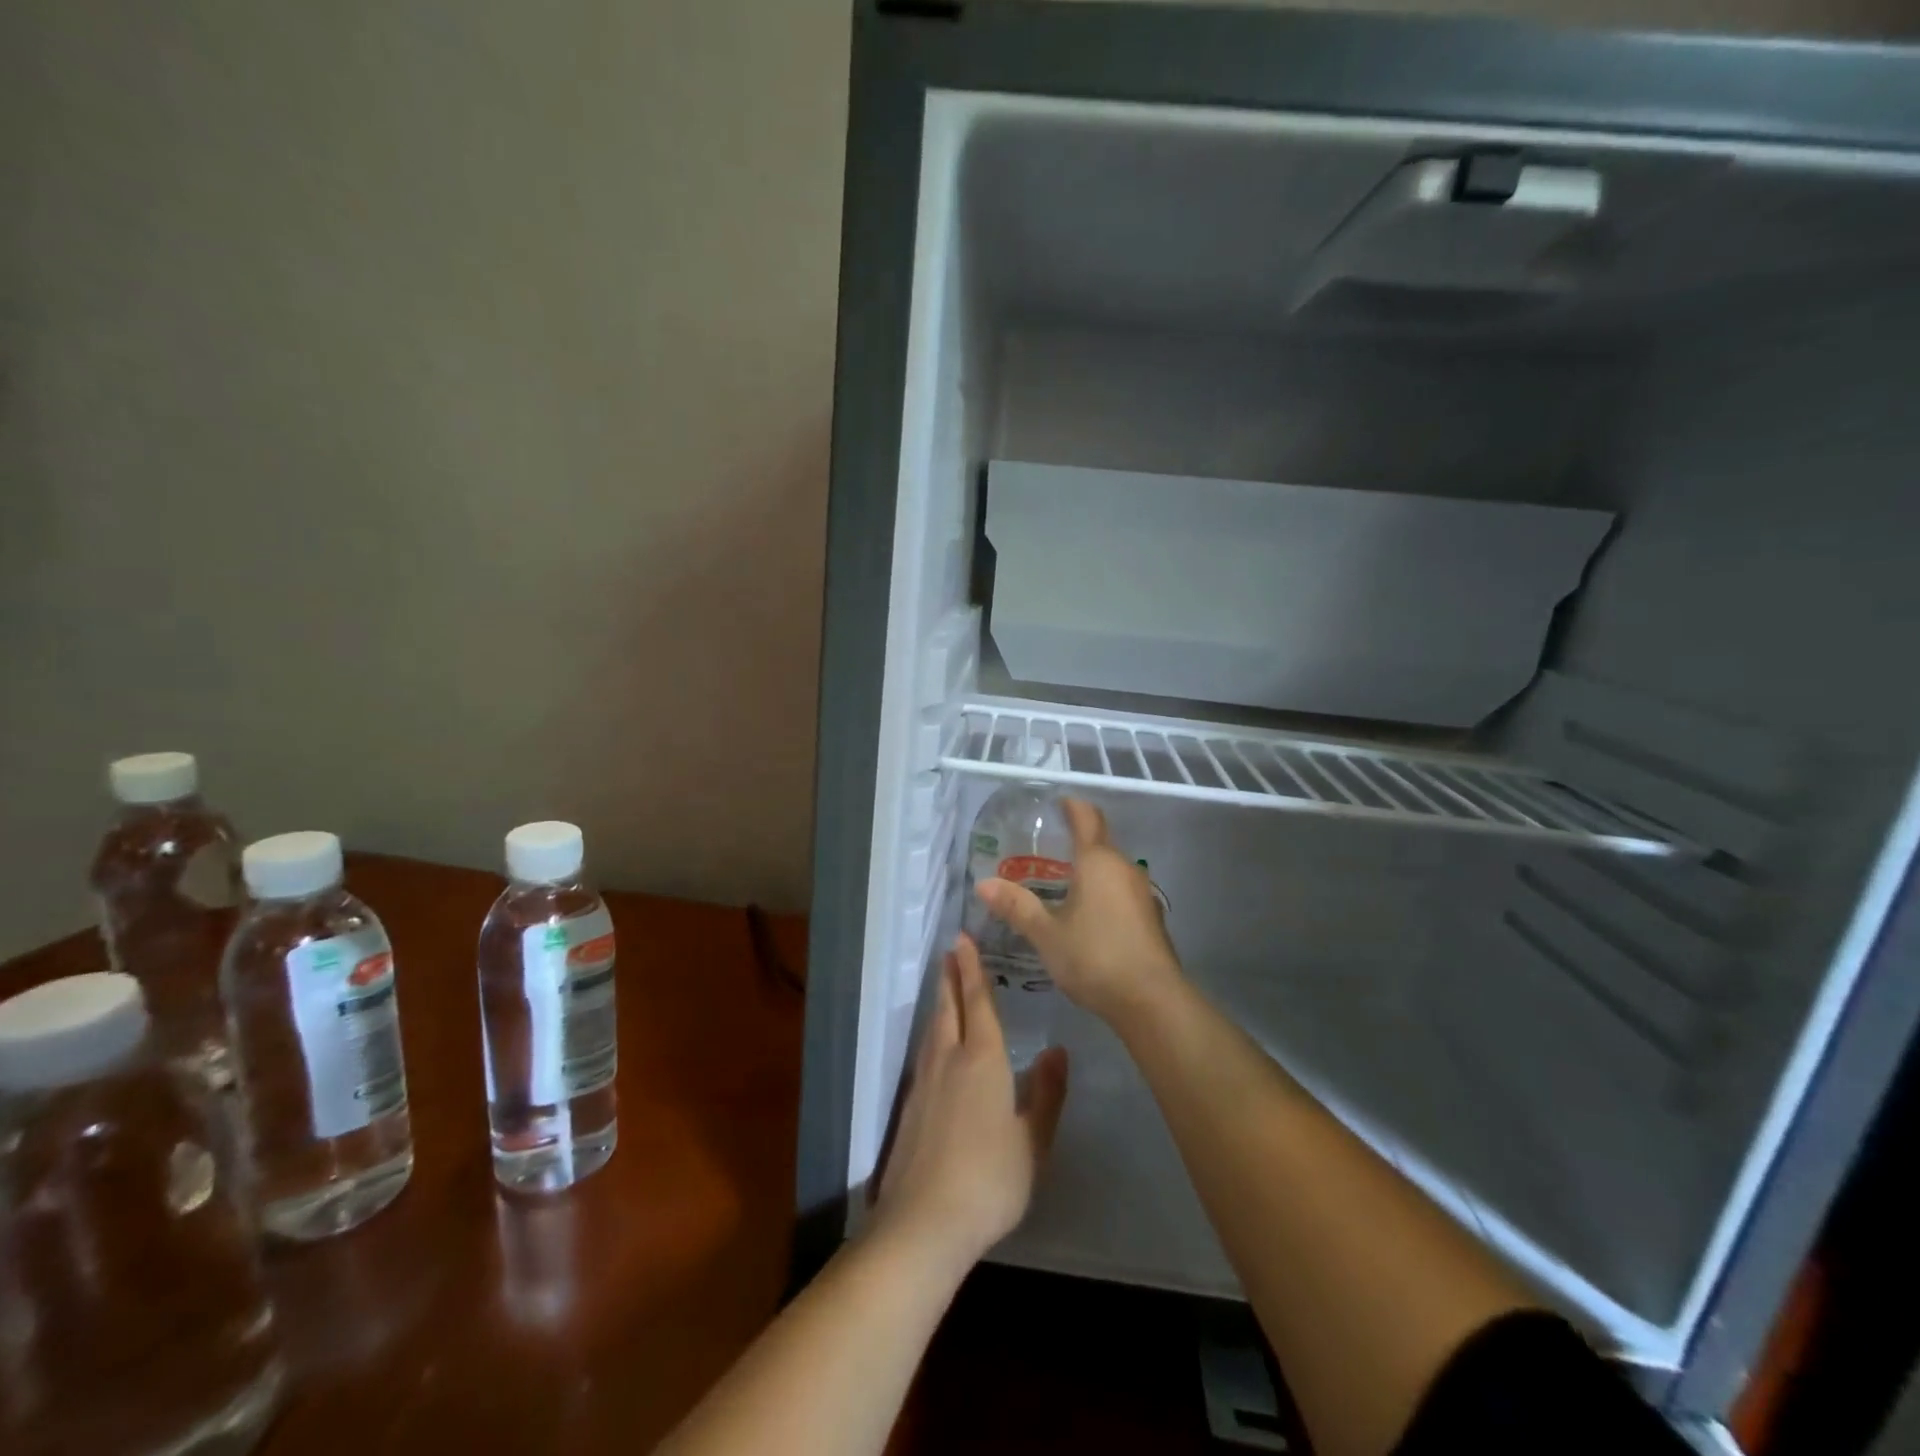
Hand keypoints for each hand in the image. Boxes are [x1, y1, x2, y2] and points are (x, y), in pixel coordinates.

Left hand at [873, 935, 1068, 1269]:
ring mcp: (924, 1082)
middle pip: (949, 1008)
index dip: (972, 970)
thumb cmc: (990, 1180)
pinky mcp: (910, 1105)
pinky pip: (924, 1051)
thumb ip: (1045, 1094)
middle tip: (950, 950)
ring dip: (940, 1001)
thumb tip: (1057, 1051)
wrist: (924, 1221)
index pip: (977, 1003)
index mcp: (982, 1060)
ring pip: (933, 1028)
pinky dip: (932, 1032)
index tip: (963, 940)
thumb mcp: (1033, 1142)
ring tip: (944, 986)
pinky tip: (935, 1043)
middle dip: (951, 976)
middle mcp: (949, 1060)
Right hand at [976, 798, 1182, 1025]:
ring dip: (1090, 869)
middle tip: (1046, 849)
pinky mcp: (1150, 918)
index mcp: (1098, 861)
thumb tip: (983, 884)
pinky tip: (1087, 914)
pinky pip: (1121, 891)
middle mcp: (1124, 868)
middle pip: (1101, 842)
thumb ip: (1016, 907)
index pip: (1086, 818)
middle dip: (1076, 840)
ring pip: (1112, 869)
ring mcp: (1142, 893)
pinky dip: (1103, 892)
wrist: (1151, 1001)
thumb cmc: (1095, 956)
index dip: (1072, 806)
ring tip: (1062, 882)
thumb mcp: (1047, 933)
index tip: (1058, 803)